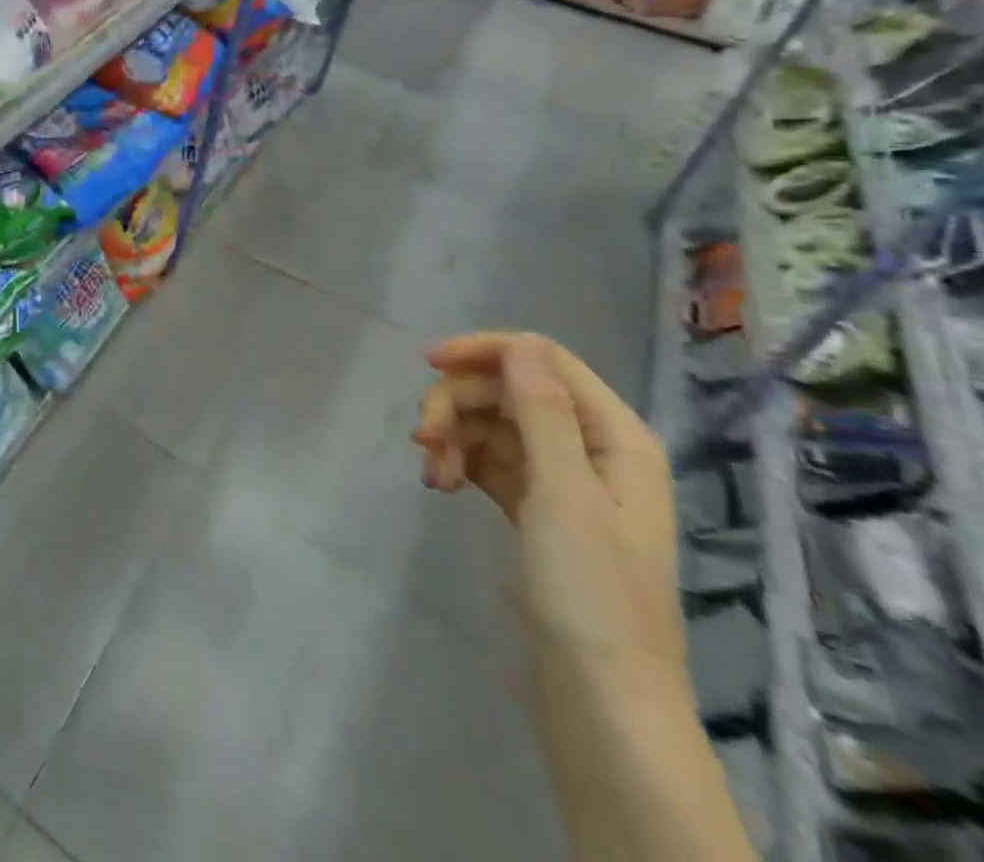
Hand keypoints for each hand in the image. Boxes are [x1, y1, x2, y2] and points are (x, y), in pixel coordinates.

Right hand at [412, 331, 682, 677]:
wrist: (599, 694)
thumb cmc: (590, 590)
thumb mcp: (562, 491)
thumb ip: (541, 410)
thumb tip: (519, 342)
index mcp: (614, 435)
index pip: (542, 359)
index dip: (485, 351)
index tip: (427, 363)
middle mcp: (589, 446)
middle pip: (507, 390)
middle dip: (457, 404)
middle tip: (422, 439)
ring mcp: (560, 476)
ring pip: (489, 423)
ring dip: (452, 436)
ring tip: (432, 475)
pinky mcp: (533, 504)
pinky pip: (486, 458)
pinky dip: (459, 462)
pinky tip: (440, 486)